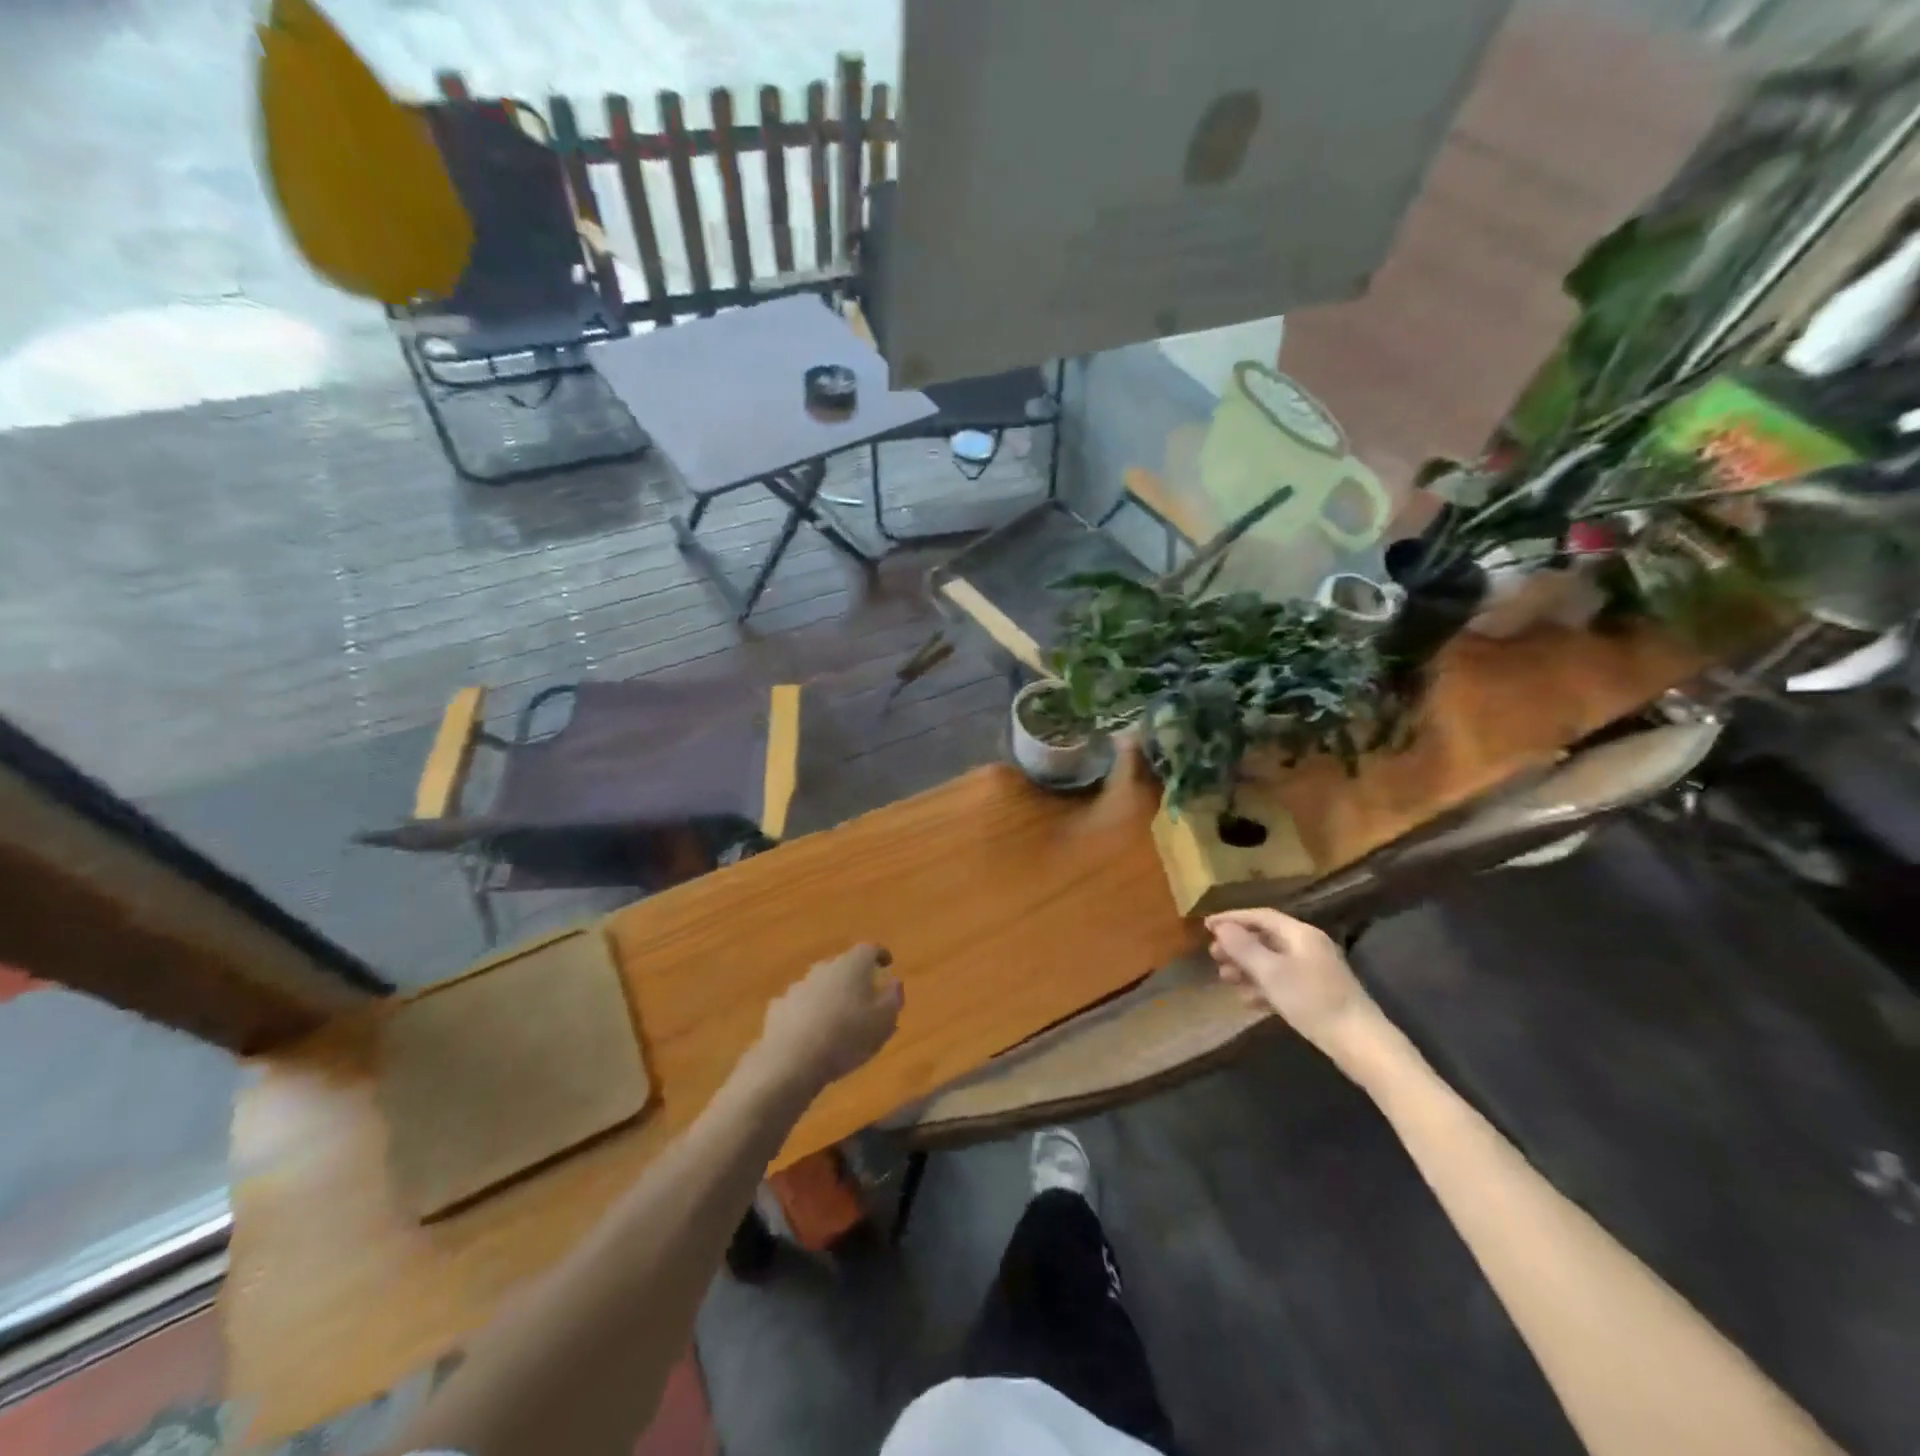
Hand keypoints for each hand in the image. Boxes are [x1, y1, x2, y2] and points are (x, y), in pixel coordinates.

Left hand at [757, 944, 902, 1095]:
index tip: (887, 963)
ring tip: (838, 1020)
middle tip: (865, 998)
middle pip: (843, 966)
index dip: (880, 955)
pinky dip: (808, 1013)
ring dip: (830, 997)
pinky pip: (800, 1005)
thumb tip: (894, 980)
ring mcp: (798, 986)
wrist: (791, 1061)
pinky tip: (812, 1033)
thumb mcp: (884, 1020)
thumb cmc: (847, 1037)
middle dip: (855, 978)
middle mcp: (824, 968)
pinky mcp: (778, 1008)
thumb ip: (894, 997)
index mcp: (852, 965)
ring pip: (820, 985)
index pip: (869, 949)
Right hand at [1206, 909, 1370, 1049]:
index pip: (1260, 916)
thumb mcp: (1271, 973)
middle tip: (1213, 955)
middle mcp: (1308, 946)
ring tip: (1224, 978)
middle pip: (1265, 938)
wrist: (1360, 1043)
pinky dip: (1262, 986)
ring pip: (1272, 961)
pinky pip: (1282, 981)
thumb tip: (1222, 927)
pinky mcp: (1317, 993)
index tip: (1206, 925)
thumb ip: (1244, 948)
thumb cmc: (1312, 1001)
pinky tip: (1247, 1001)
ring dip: (1246, 968)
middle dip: (1237, 945)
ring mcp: (1314, 970)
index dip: (1232, 918)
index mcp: (1300, 934)